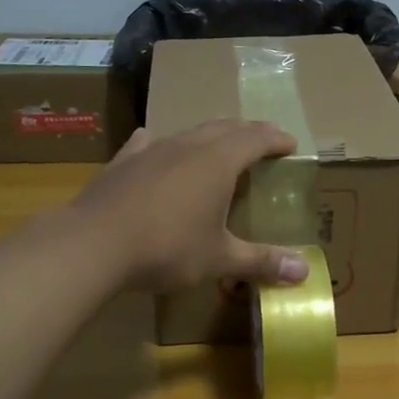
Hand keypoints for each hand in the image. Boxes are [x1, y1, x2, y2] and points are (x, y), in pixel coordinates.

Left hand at [70, 121, 311, 292]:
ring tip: (217, 148)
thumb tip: (304, 271)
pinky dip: (162, 144)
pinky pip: (148, 143)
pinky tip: (154, 145)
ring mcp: (152, 149)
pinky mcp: (123, 161)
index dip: (276, 138)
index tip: (291, 143)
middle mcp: (188, 145)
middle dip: (247, 132)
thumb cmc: (167, 248)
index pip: (256, 137)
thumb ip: (261, 261)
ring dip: (209, 136)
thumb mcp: (219, 259)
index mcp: (218, 161)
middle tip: (261, 142)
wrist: (94, 243)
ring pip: (189, 132)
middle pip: (225, 127)